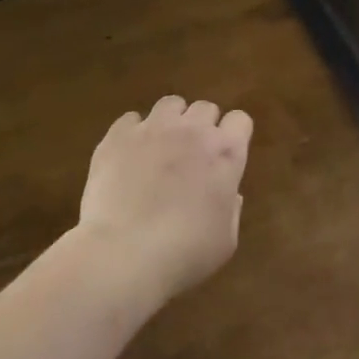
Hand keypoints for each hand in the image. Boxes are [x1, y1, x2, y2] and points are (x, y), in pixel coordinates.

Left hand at [79, 96, 252, 302]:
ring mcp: (154, 128)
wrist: (123, 254)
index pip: (240, 120)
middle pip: (205, 108)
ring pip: (170, 104)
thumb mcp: (225, 241)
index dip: (234, 136)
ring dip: (171, 121)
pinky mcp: (118, 136)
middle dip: (202, 127)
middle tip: (192, 157)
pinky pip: (131, 119)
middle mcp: (193, 130)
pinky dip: (133, 133)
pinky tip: (128, 156)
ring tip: (160, 148)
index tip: (225, 157)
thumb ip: (231, 209)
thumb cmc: (183, 253)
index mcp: (226, 152)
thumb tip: (229, 193)